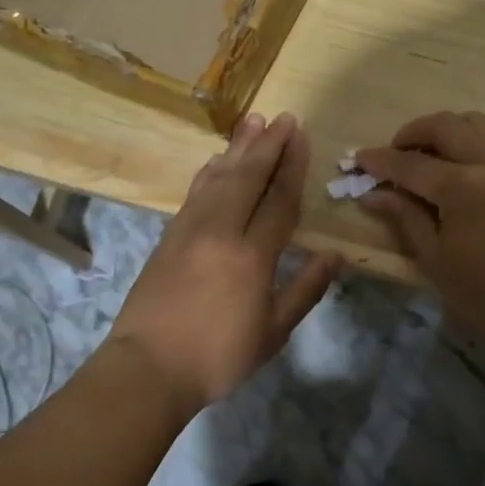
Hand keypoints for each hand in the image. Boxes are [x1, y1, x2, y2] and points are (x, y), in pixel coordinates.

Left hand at [108, 112, 340, 407]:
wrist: (148, 368)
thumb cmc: (218, 356)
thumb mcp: (273, 332)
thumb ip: (306, 289)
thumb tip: (336, 256)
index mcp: (252, 256)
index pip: (278, 200)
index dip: (292, 166)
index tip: (301, 137)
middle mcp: (221, 231)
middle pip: (248, 177)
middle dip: (268, 145)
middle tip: (283, 117)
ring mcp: (191, 230)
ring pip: (219, 178)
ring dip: (238, 148)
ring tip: (253, 121)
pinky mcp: (169, 235)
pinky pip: (195, 192)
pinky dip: (210, 171)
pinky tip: (217, 160)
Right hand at [357, 111, 484, 345]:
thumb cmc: (481, 293)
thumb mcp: (433, 256)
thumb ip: (403, 215)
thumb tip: (371, 193)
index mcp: (464, 188)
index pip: (411, 163)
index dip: (380, 161)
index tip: (357, 160)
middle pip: (444, 126)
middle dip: (410, 134)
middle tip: (391, 157)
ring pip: (471, 123)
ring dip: (441, 131)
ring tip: (422, 158)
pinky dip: (464, 141)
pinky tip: (451, 170)